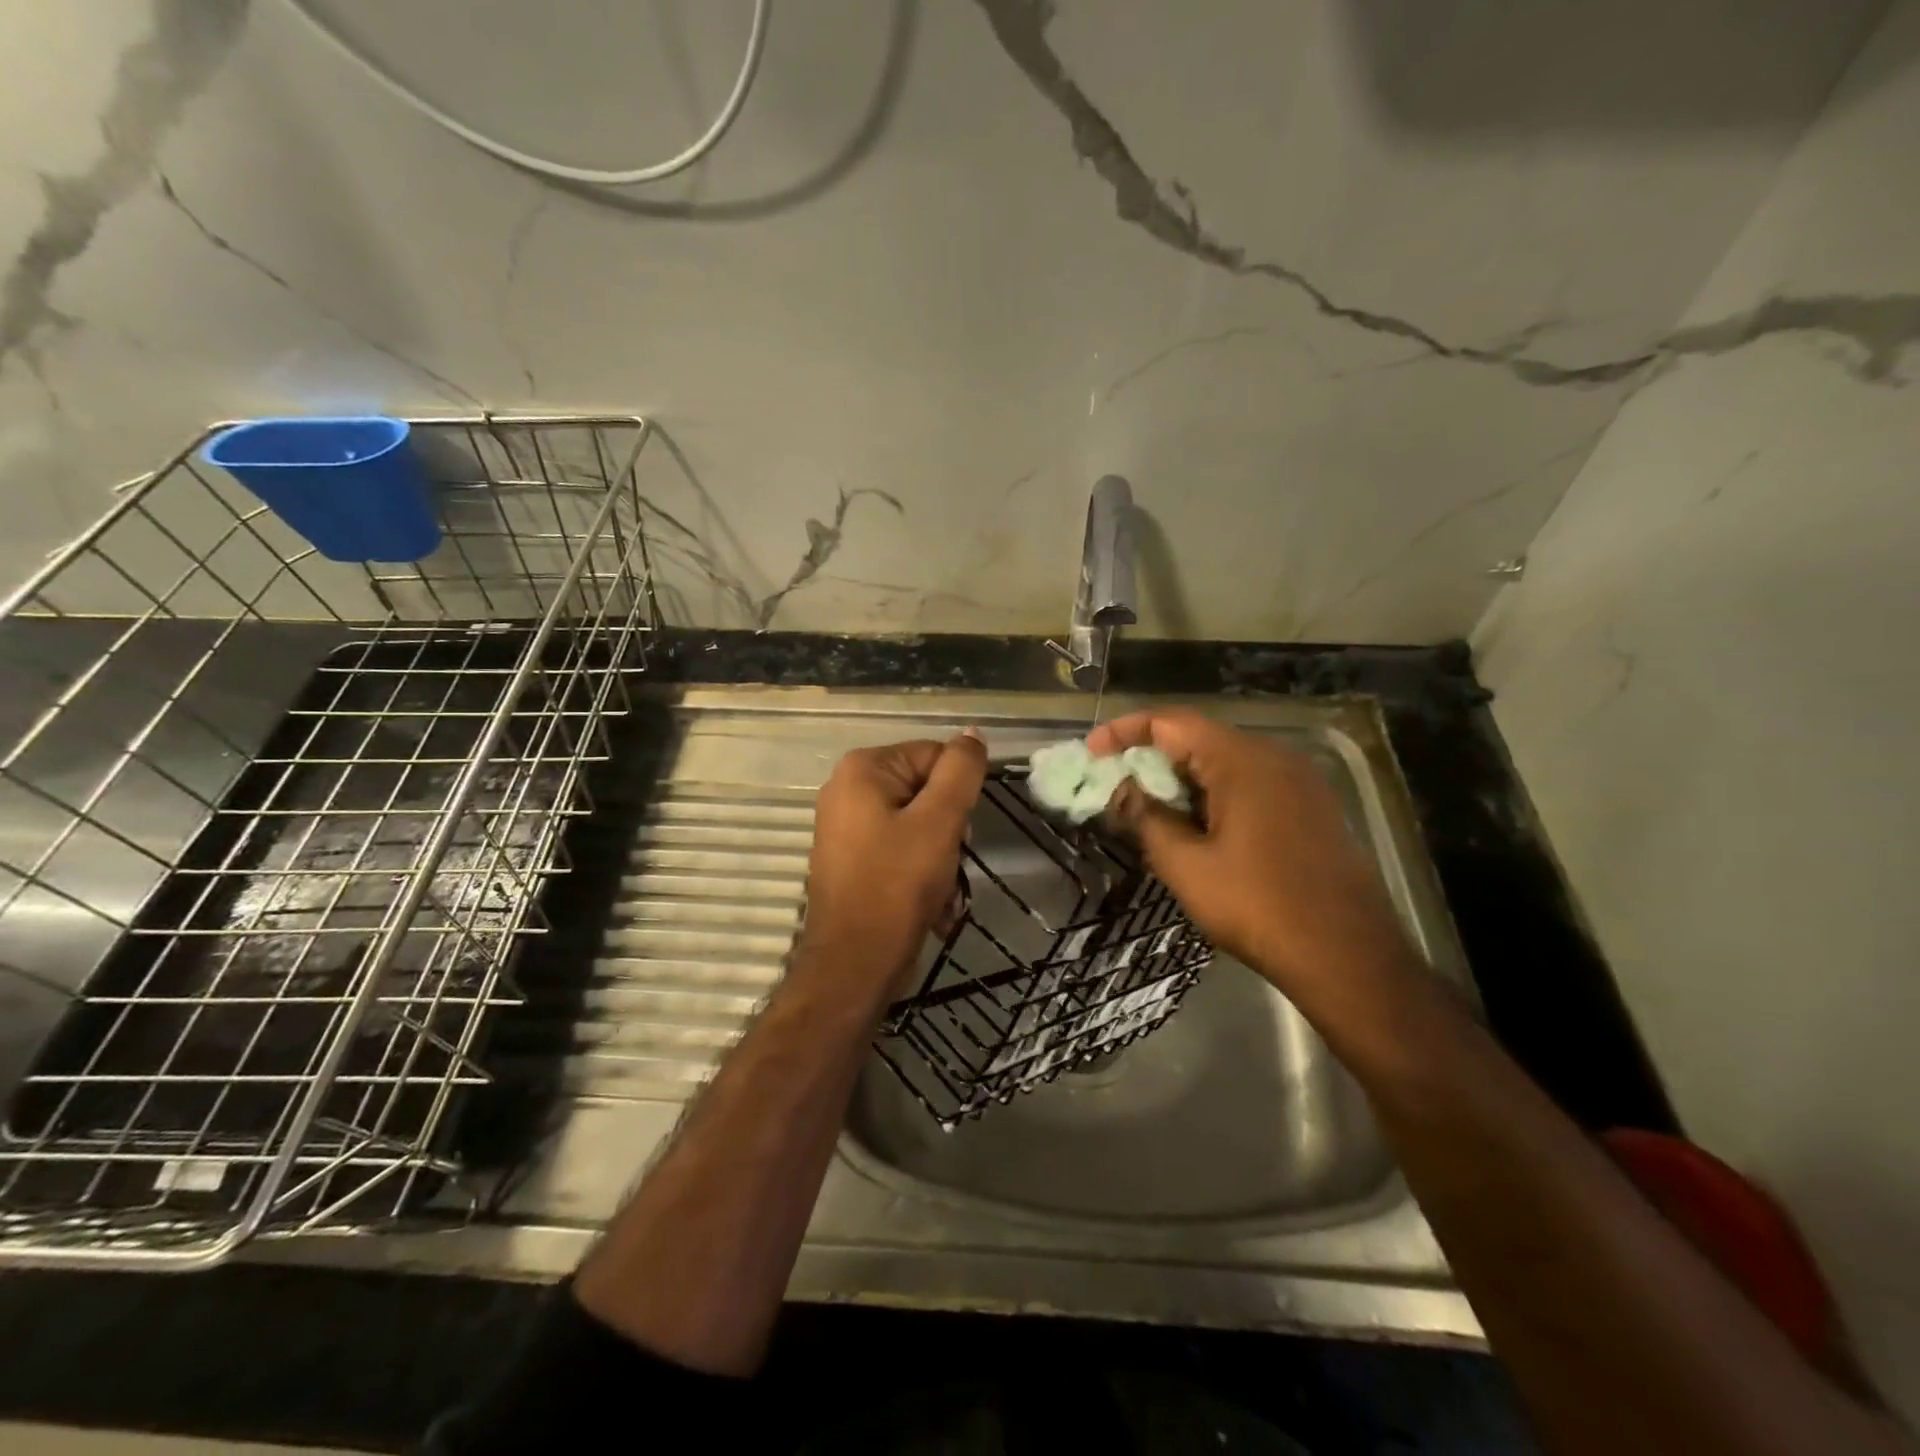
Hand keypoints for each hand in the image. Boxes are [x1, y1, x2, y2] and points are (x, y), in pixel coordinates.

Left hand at [803, 732, 987, 982]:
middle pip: (927, 793)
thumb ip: (960, 772)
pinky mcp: (852, 861)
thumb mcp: (939, 821)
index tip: (960, 833)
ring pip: (919, 827)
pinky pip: (901, 853)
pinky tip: (933, 909)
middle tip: (951, 865)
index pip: (935, 757)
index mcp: (863, 769)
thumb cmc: (897, 885)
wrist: (854, 964)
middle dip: (949, 833)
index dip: (957, 795)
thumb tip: (972, 733)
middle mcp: (847, 790)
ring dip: (942, 861)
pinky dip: (922, 877)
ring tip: (944, 896)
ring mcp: (847, 828)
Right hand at [1089, 710, 1416, 994]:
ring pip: (1224, 765)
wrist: (1349, 956)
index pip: (1171, 722)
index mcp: (1242, 761)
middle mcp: (1274, 758)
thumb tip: (1124, 792)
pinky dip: (1213, 798)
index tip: (1091, 752)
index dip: (1125, 731)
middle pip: (1198, 740)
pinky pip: (1250, 786)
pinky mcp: (1311, 809)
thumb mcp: (1186, 865)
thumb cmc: (1258, 906)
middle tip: (1116, 791)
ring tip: (1150, 815)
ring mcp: (1299, 783)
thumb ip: (1147, 819)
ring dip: (1182, 783)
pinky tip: (1196, 832)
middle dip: (1151, 761)